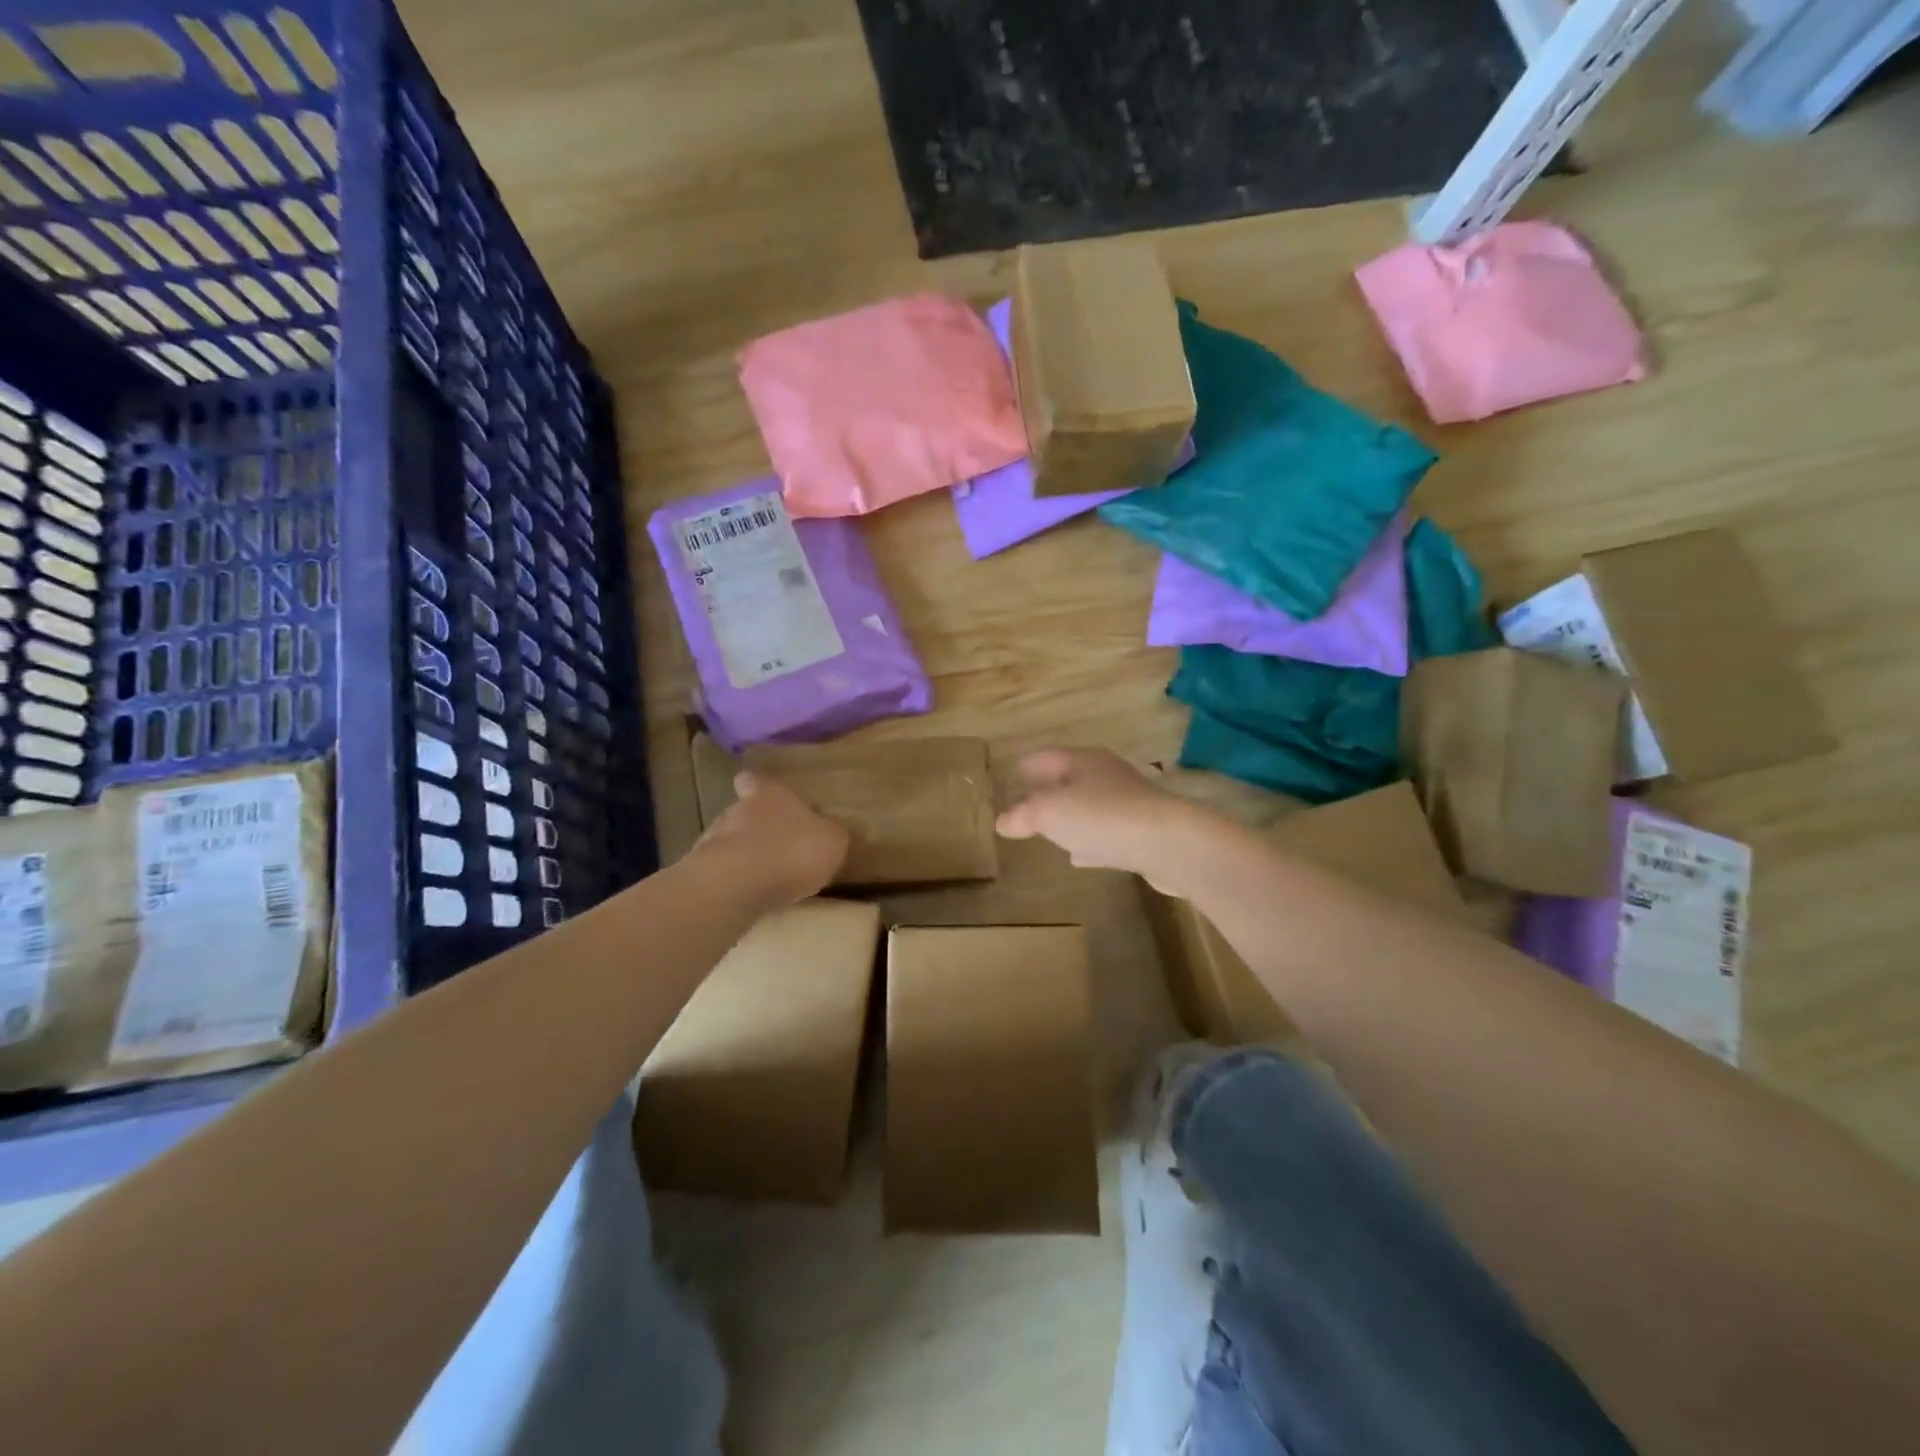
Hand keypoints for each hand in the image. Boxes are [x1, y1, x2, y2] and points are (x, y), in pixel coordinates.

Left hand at [696, 772, 848, 907]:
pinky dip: (736, 880)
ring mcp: (714, 841)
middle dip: (757, 827)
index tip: (766, 797)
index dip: (759, 787)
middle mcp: (738, 809)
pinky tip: (751, 895)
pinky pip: (724, 872)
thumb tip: (828, 829)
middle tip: (779, 846)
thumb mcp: (832, 839)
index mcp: (770, 794)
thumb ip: (830, 831)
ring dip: (746, 855)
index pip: (755, 780)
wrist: (738, 885)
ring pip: (731, 842)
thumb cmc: (793, 849)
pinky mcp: (703, 872)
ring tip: (766, 876)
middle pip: (744, 811)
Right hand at [996, 748, 1213, 889]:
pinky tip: (1080, 856)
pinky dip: (1090, 841)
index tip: (1013, 772)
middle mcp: (1107, 775)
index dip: (1028, 764)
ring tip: (1051, 830)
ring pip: (1091, 805)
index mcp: (1083, 761)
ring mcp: (1129, 803)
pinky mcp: (1143, 832)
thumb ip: (1023, 815)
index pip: (1047, 756)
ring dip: (1072, 816)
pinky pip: (1107, 833)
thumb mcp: (1049, 812)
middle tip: (1028, 802)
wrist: (1169, 842)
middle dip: (1050, 789)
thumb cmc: (1102, 817)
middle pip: (1072, 778)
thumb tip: (1002, 821)